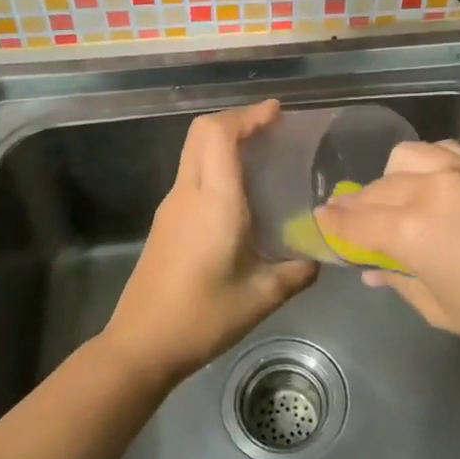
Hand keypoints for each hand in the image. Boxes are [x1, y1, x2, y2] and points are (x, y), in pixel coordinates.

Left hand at [104, 101, 318, 383]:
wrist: (141, 345)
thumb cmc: (202, 317)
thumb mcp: (261, 297)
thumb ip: (296, 272)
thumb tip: (319, 258)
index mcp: (213, 200)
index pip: (220, 135)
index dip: (247, 115)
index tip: (277, 113)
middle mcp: (188, 193)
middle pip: (201, 132)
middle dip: (235, 120)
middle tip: (271, 128)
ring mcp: (171, 206)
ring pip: (194, 152)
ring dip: (224, 142)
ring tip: (261, 155)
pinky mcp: (165, 222)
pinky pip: (191, 175)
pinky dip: (215, 165)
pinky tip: (239, 194)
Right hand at [314, 140, 459, 366]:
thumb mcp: (444, 310)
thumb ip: (401, 282)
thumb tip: (374, 271)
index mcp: (411, 231)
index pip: (356, 221)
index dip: (334, 224)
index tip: (320, 222)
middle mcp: (429, 190)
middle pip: (376, 189)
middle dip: (359, 206)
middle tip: (356, 224)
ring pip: (405, 158)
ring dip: (390, 178)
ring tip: (395, 200)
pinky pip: (441, 150)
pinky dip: (425, 162)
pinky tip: (431, 181)